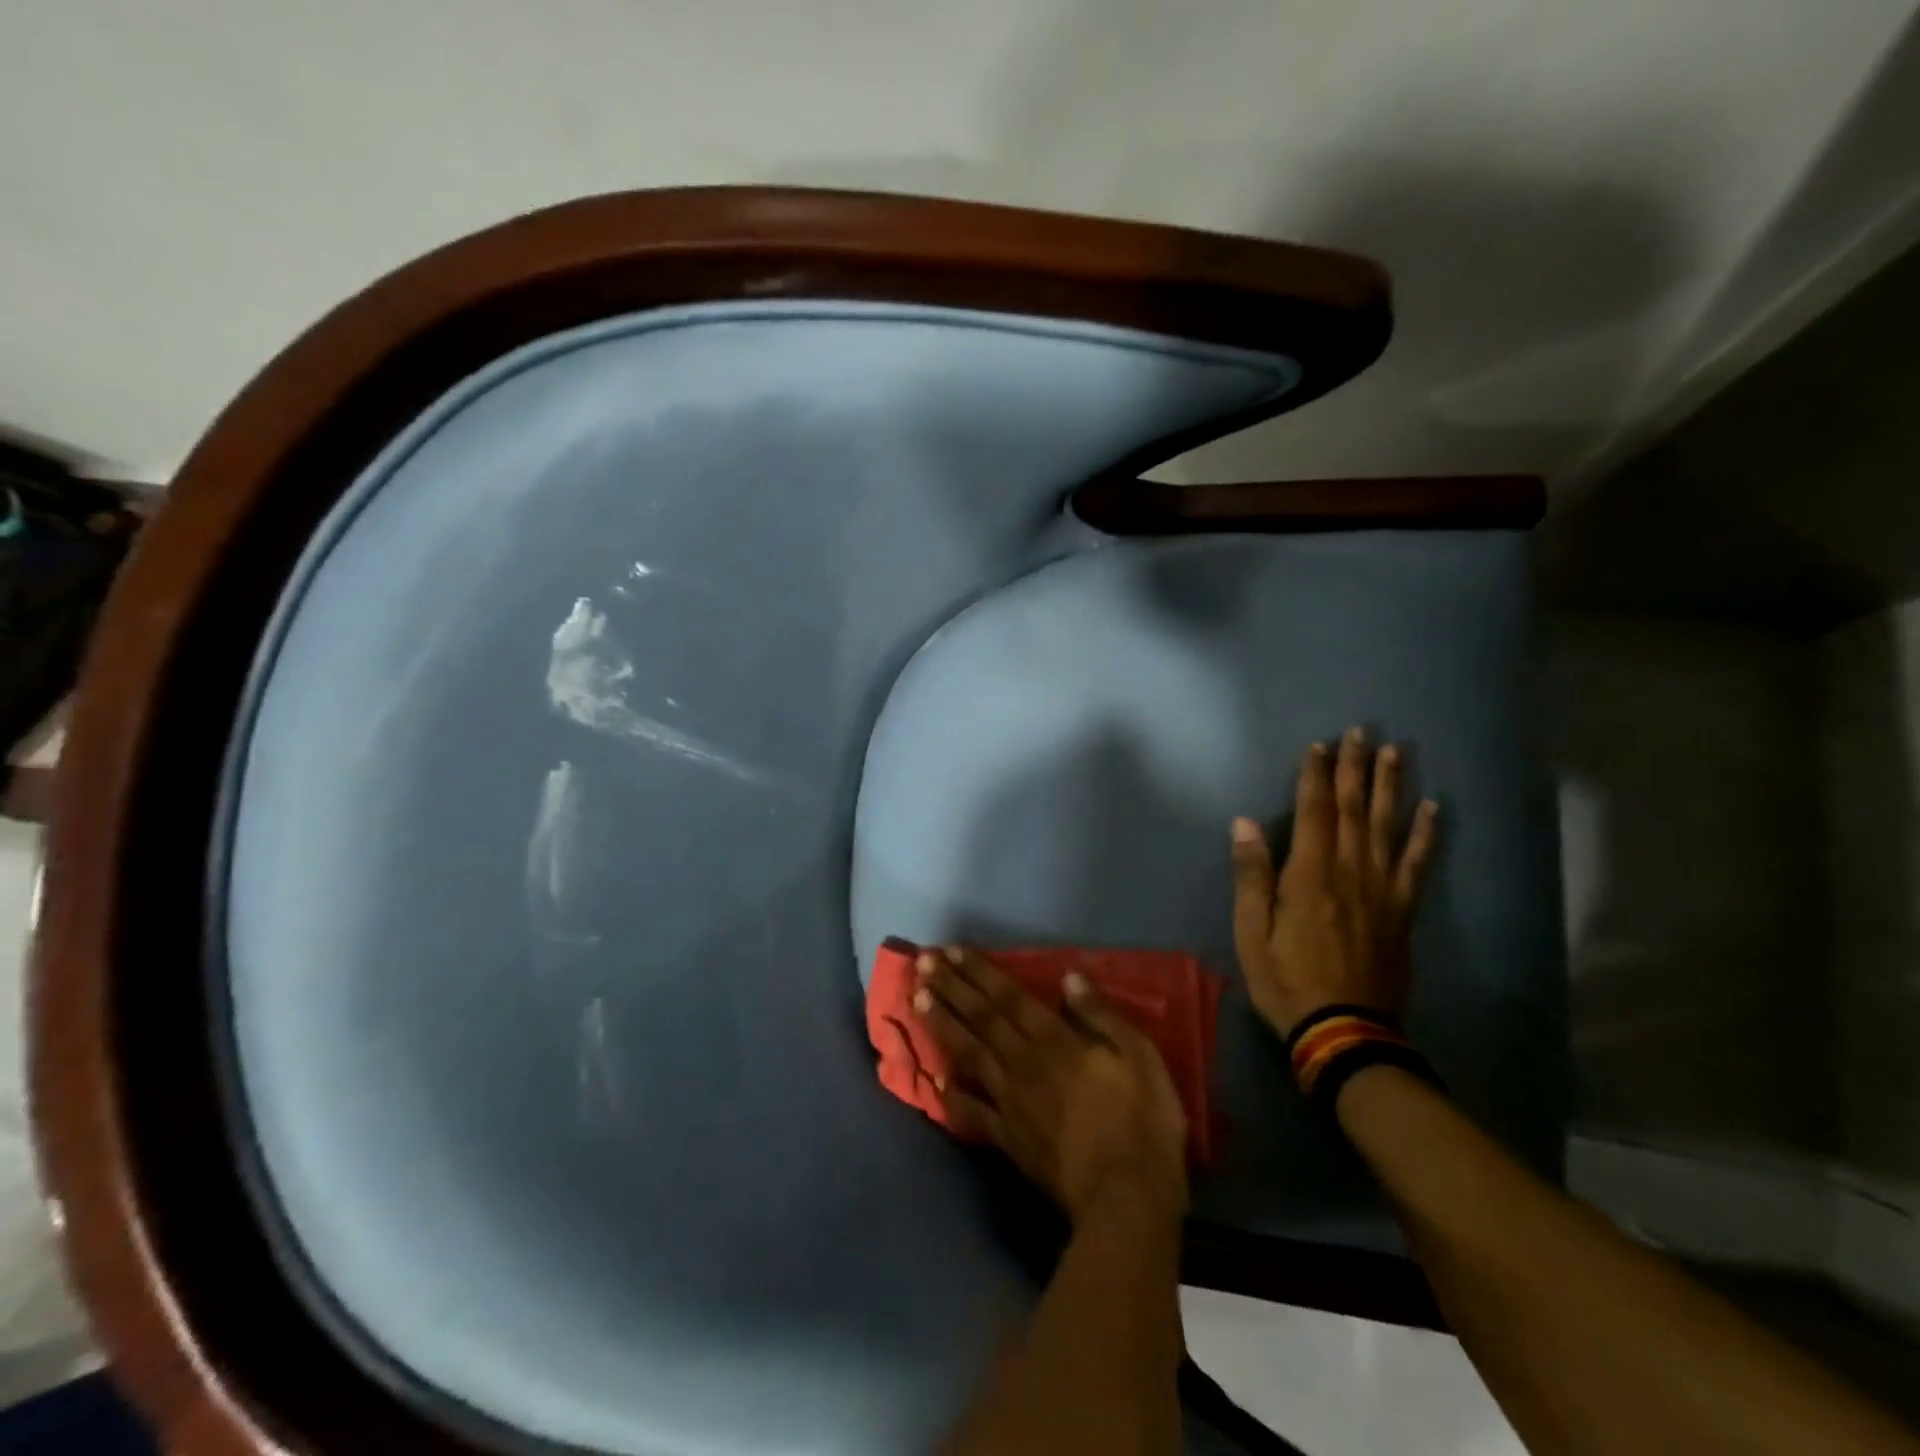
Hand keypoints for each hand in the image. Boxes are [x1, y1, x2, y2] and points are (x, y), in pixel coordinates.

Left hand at [913, 947, 1188, 1225]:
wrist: (1125, 1199)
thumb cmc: (1141, 1122)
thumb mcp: (1139, 1057)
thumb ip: (1101, 1015)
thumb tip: (1069, 977)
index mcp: (1055, 1042)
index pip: (1009, 998)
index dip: (980, 973)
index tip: (951, 952)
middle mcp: (1024, 1064)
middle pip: (981, 1019)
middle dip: (951, 988)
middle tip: (921, 964)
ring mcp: (1011, 1103)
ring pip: (969, 1055)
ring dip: (942, 1026)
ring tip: (916, 1002)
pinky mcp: (1008, 1139)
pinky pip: (973, 1112)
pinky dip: (952, 1095)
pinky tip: (935, 1081)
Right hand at [1230, 726, 1438, 1037]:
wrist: (1344, 1032)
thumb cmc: (1286, 981)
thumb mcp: (1251, 933)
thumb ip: (1252, 875)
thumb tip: (1245, 822)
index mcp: (1310, 875)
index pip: (1314, 812)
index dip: (1315, 776)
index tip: (1319, 745)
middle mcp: (1351, 872)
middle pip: (1355, 810)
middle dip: (1356, 768)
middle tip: (1361, 732)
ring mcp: (1383, 891)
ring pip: (1388, 827)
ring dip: (1391, 787)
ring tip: (1396, 752)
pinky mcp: (1402, 911)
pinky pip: (1418, 865)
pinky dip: (1426, 834)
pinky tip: (1433, 809)